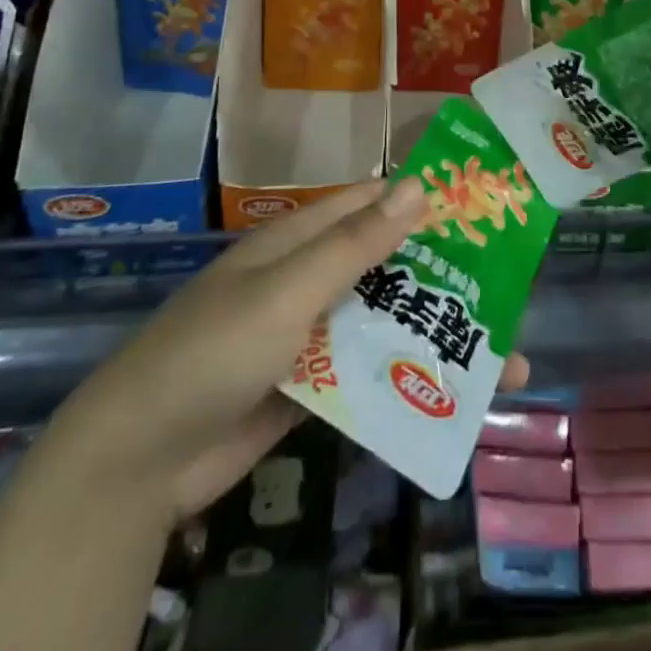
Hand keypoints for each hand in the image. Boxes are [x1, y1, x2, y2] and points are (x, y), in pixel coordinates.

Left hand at [51, 179, 528, 519]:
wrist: (137, 464)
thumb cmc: (212, 353)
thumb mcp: (286, 291)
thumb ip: (354, 245)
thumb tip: (419, 185)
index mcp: (300, 242)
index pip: (372, 204)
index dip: (424, 200)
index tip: (482, 206)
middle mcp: (309, 280)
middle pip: (388, 267)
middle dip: (445, 276)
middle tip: (512, 289)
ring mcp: (311, 337)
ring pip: (385, 323)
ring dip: (435, 334)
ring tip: (505, 357)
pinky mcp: (312, 388)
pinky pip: (369, 373)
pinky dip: (407, 378)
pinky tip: (454, 395)